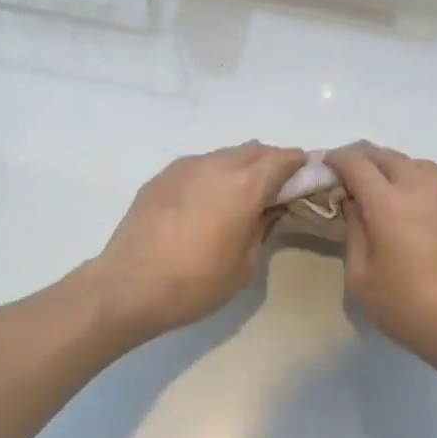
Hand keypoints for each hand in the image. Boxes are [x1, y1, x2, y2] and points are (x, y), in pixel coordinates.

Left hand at [90, 143, 306, 340]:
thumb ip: (263, 227)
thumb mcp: (245, 265)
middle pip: (255, 150)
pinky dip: (213, 176)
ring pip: (225, 155)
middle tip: (277, 190)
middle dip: (272, 164)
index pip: (284, 158)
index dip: (300, 165)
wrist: (129, 287)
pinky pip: (198, 166)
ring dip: (241, 168)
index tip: (307, 179)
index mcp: (245, 185)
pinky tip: (206, 203)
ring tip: (239, 197)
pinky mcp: (162, 177)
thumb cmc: (196, 283)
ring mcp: (185, 167)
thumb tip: (269, 209)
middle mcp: (217, 165)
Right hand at [327, 144, 436, 383]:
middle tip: (348, 175)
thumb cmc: (409, 308)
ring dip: (394, 166)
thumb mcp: (362, 278)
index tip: (325, 166)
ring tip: (382, 186)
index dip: (337, 159)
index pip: (357, 163)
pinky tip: (415, 212)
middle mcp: (421, 190)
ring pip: (418, 164)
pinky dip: (419, 186)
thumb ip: (354, 233)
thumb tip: (356, 205)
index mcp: (389, 203)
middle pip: (388, 156)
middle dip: (363, 158)